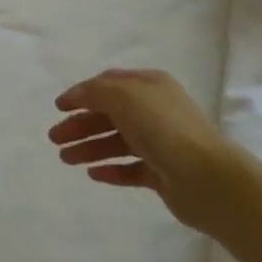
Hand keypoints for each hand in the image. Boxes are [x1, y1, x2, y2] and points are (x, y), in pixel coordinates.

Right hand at [50, 68, 241, 231]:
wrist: (206, 177)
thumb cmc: (163, 128)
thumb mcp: (123, 96)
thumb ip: (94, 92)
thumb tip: (76, 95)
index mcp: (150, 85)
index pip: (109, 84)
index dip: (82, 93)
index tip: (58, 108)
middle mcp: (156, 110)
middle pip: (110, 114)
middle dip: (80, 124)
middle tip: (54, 139)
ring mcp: (161, 143)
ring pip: (117, 142)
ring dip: (89, 148)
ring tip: (66, 159)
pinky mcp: (163, 173)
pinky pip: (130, 168)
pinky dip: (110, 169)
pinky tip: (92, 174)